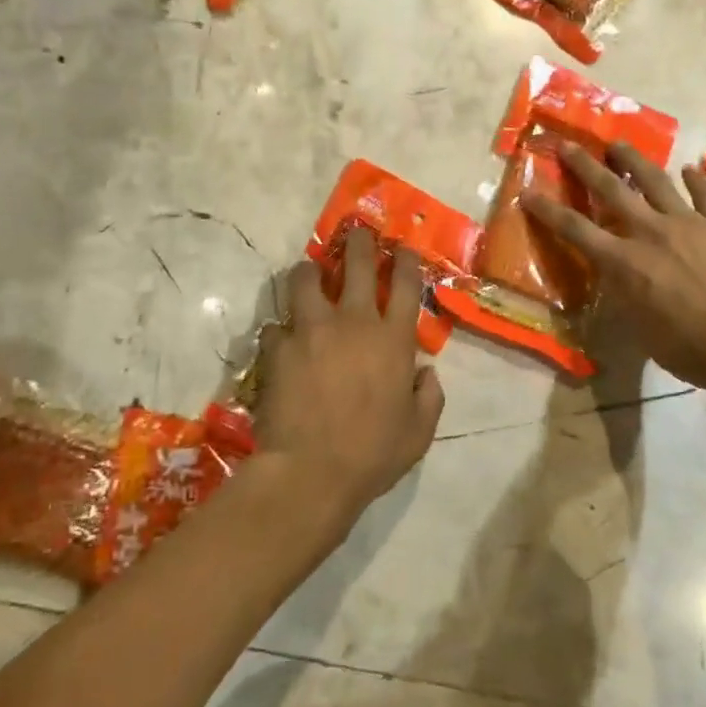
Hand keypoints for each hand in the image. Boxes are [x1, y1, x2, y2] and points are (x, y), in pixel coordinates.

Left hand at [253, 225, 445, 528]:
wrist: (310, 472)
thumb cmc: (372, 454)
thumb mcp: (419, 432)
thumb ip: (429, 396)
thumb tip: (425, 373)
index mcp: (393, 339)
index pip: (404, 283)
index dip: (404, 260)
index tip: (401, 249)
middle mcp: (354, 322)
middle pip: (357, 264)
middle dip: (359, 243)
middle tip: (356, 235)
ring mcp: (311, 330)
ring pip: (306, 280)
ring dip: (309, 272)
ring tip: (309, 273)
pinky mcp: (277, 347)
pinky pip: (276, 325)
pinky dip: (281, 330)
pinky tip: (282, 340)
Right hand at [521, 143, 705, 395]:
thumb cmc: (687, 347)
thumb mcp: (639, 329)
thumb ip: (623, 297)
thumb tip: (615, 280)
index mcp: (624, 261)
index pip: (575, 230)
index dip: (547, 210)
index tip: (528, 192)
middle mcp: (649, 232)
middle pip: (611, 190)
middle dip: (585, 165)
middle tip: (568, 144)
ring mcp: (688, 223)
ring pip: (655, 181)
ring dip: (634, 160)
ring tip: (619, 144)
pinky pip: (705, 195)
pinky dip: (696, 180)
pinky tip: (689, 169)